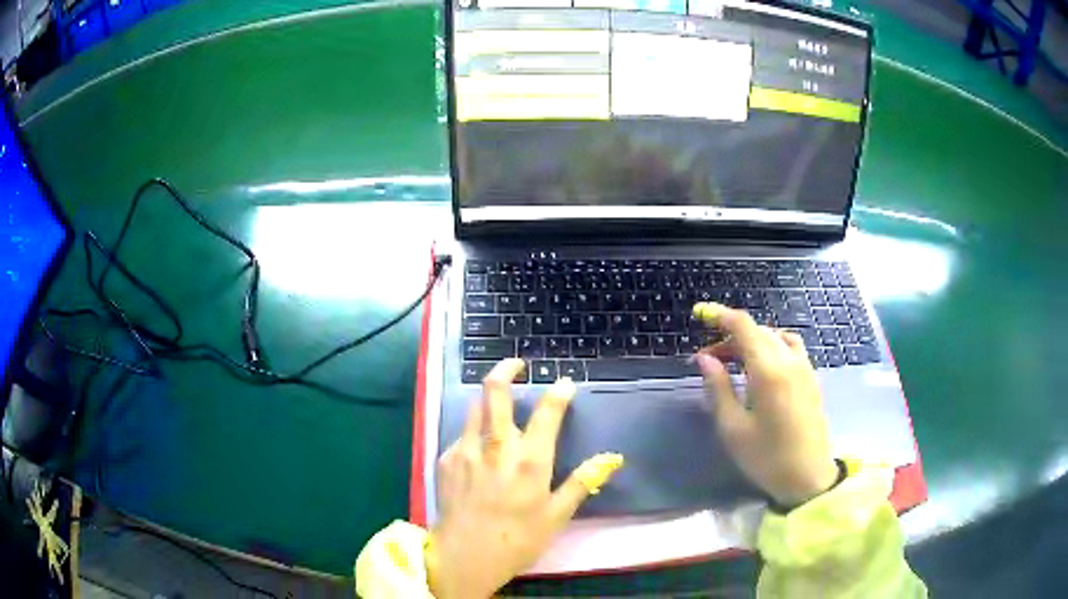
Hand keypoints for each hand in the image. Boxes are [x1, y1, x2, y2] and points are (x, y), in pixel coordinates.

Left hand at [427, 358, 623, 598]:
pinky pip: (462, 436)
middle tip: (517, 365)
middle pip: (494, 391)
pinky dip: (474, 434)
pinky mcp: (445, 460)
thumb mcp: (556, 516)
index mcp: (530, 460)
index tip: (564, 383)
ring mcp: (465, 450)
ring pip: (474, 407)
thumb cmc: (517, 540)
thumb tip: (612, 458)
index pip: (547, 412)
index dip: (558, 393)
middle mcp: (496, 447)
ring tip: (498, 407)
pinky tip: (479, 454)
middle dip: (506, 369)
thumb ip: (582, 482)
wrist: (463, 557)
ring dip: (488, 399)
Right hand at [693, 302, 838, 508]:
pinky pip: (791, 347)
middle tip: (710, 359)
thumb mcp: (733, 428)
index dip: (721, 315)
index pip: (743, 326)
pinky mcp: (812, 377)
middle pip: (758, 330)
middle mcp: (789, 360)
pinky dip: (772, 346)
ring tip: (736, 361)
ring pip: (776, 336)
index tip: (701, 315)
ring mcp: (805, 367)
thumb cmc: (766, 458)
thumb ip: (718, 388)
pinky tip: (762, 368)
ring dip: (753, 340)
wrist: (809, 477)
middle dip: (731, 335)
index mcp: (768, 371)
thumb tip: (705, 358)